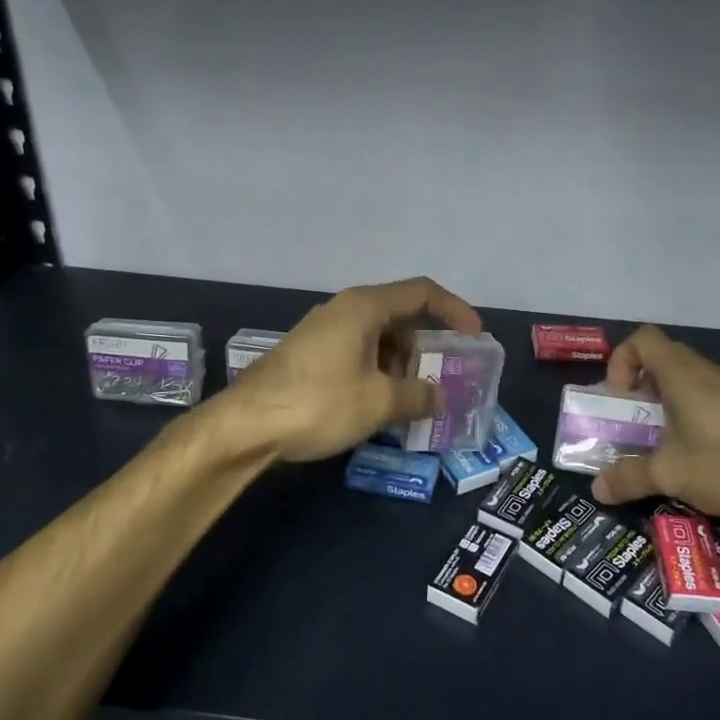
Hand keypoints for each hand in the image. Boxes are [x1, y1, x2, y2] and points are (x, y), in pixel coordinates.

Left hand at [221, 277, 483, 463]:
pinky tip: (376, 408)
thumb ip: (418, 396)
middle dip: (425, 351)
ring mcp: (323, 332)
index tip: (475, 338)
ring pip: (377, 340)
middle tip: (437, 385)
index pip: (422, 293)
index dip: (455, 311)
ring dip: (400, 368)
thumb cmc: (319, 403)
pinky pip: (356, 355)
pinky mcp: (309, 356)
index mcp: (364, 307)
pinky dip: (376, 374)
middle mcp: (344, 310)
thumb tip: (440, 397)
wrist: (245, 426)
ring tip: (408, 405)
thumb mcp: (379, 402)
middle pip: (400, 318)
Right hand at [590, 325, 719, 522]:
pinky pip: (712, 400)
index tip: (620, 397)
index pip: (643, 339)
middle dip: (641, 386)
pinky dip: (695, 417)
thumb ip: (629, 478)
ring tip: (663, 443)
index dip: (622, 360)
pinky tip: (699, 456)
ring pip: (690, 381)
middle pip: (664, 359)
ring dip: (669, 404)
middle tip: (634, 421)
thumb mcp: (670, 475)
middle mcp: (708, 373)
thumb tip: (597, 489)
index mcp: (682, 375)